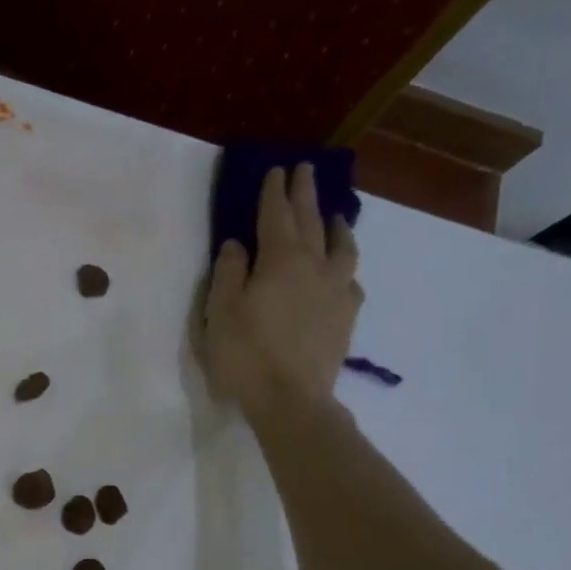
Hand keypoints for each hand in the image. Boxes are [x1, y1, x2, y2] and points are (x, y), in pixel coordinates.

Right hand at [202, 164, 361, 435]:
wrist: (292, 400)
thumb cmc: (246, 355)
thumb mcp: (220, 312)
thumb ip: (228, 273)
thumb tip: (236, 244)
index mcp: (280, 260)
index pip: (276, 215)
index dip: (274, 192)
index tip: (276, 169)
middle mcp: (315, 266)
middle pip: (311, 221)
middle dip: (305, 194)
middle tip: (305, 170)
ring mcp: (336, 290)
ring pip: (341, 246)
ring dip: (336, 224)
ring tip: (335, 214)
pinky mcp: (346, 316)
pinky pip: (350, 279)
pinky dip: (344, 265)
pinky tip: (342, 270)